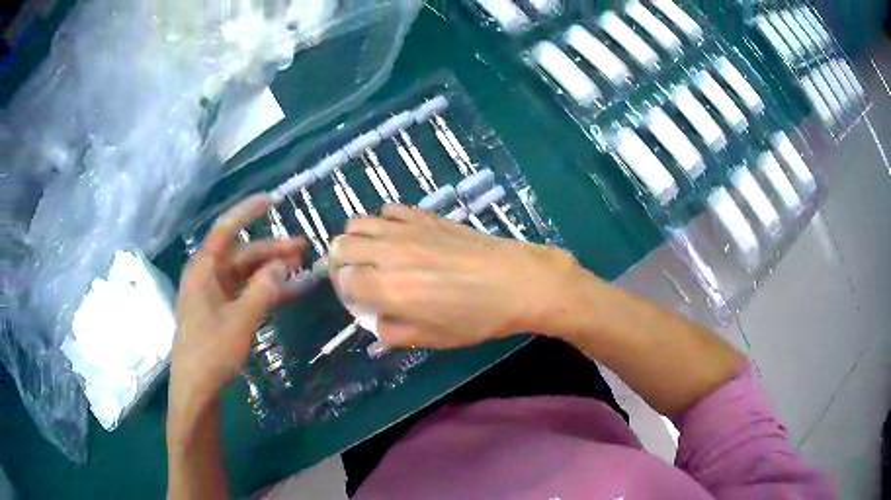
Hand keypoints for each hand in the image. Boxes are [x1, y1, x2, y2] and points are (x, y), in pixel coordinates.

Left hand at [172, 194, 307, 403]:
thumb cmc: (211, 351)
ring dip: (272, 271)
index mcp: (204, 270)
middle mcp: (208, 277)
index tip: (273, 200)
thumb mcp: (240, 321)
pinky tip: (288, 292)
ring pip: (247, 274)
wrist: (196, 389)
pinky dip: (266, 291)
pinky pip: (247, 293)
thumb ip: (263, 290)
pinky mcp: (222, 312)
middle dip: (272, 250)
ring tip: (301, 268)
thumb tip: (283, 266)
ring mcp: (215, 295)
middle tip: (304, 248)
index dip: (248, 212)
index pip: (225, 230)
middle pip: (242, 254)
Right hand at [329, 205, 579, 348]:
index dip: (346, 291)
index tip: (361, 300)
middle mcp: (388, 253)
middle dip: (342, 263)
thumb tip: (374, 320)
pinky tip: (398, 236)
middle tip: (360, 276)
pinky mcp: (424, 215)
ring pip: (358, 223)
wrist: (517, 282)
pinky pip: (388, 209)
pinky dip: (382, 222)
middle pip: (342, 246)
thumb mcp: (433, 338)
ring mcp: (406, 229)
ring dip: (357, 239)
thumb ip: (392, 331)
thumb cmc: (477, 318)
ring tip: (374, 254)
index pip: (343, 280)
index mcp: (388, 288)